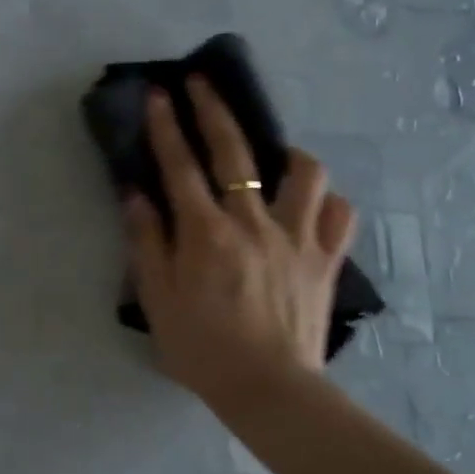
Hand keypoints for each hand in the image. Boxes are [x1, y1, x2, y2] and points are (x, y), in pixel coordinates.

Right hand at [122, 79, 355, 404]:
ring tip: (274, 156)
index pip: (180, 166)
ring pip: (304, 174)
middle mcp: (253, 222)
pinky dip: (326, 203)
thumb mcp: (156, 298)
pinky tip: (311, 206)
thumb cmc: (202, 348)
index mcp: (206, 233)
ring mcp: (296, 238)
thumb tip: (135, 195)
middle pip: (234, 152)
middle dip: (214, 110)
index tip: (160, 93)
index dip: (167, 126)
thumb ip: (146, 241)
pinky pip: (339, 216)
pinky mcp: (325, 260)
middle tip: (202, 82)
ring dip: (287, 154)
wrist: (269, 390)